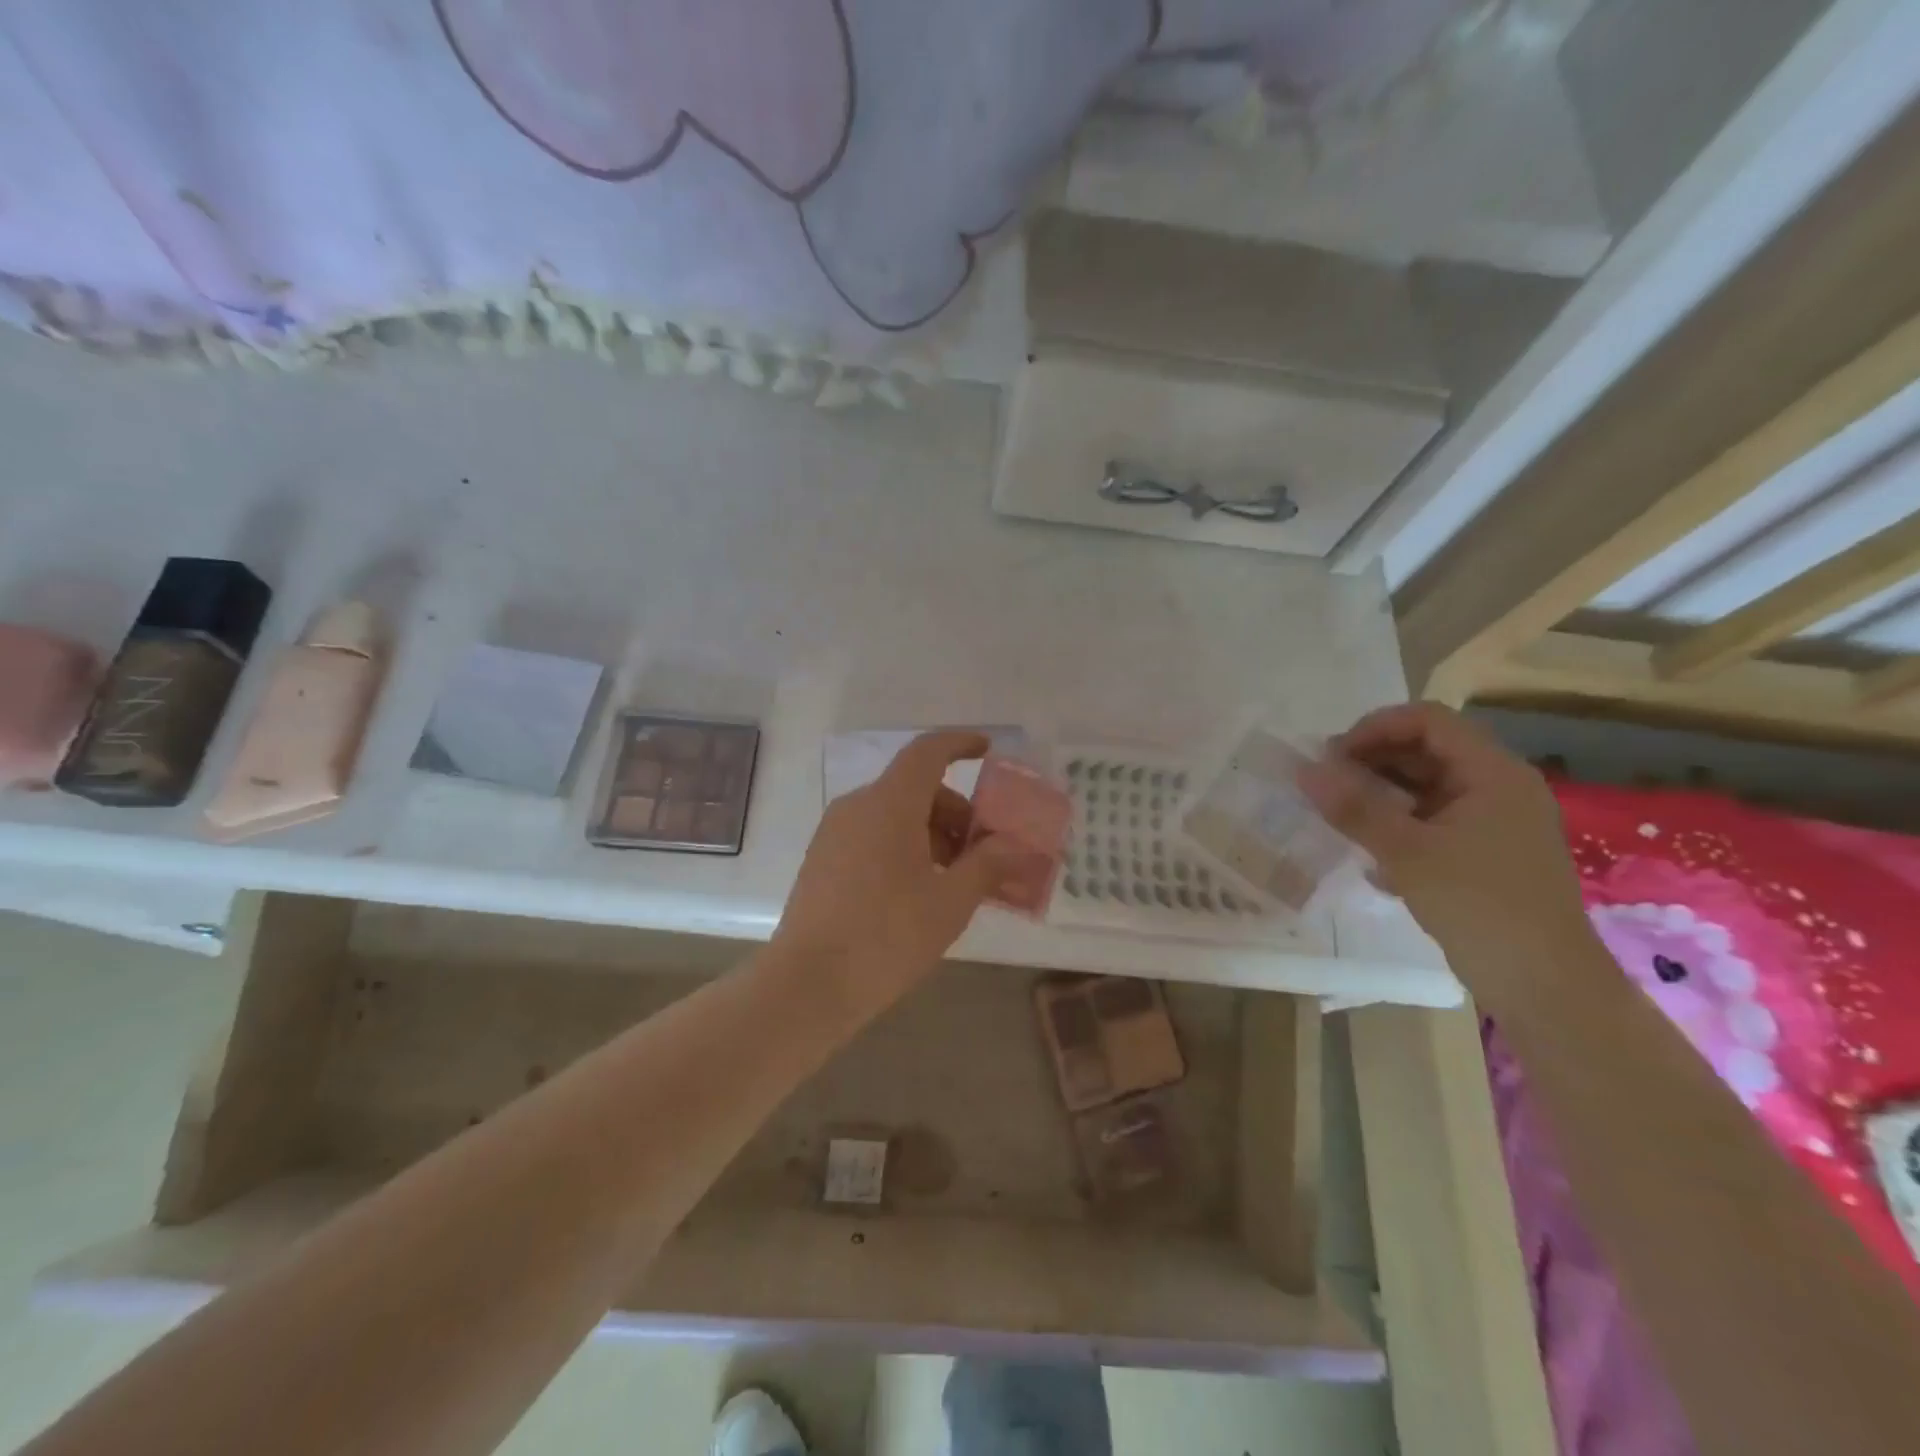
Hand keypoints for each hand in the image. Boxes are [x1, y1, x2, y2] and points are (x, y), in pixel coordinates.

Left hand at [774, 731, 1018, 1011]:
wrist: (808, 984)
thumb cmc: (887, 936)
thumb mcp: (950, 902)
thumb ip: (987, 865)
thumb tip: (1014, 845)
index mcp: (889, 803)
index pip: (927, 752)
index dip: (960, 744)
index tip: (987, 750)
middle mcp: (857, 806)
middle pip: (915, 788)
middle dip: (955, 811)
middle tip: (984, 851)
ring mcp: (834, 833)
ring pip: (893, 814)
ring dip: (931, 833)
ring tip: (955, 879)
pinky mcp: (822, 859)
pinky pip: (872, 835)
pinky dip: (903, 846)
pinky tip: (919, 890)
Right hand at [1297, 702, 1591, 1000]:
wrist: (1545, 987)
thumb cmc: (1480, 907)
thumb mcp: (1407, 853)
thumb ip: (1354, 807)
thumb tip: (1304, 770)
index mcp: (1493, 773)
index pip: (1427, 720)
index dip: (1375, 728)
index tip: (1332, 757)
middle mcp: (1499, 787)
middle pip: (1426, 750)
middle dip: (1372, 761)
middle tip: (1326, 786)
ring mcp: (1495, 822)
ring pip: (1427, 787)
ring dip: (1380, 795)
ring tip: (1340, 817)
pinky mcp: (1486, 854)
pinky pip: (1433, 820)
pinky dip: (1398, 825)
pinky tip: (1372, 858)